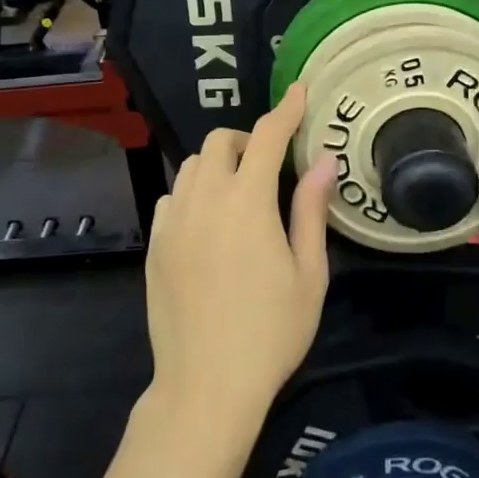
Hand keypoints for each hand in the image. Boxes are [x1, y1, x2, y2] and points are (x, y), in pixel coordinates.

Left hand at [144, 84, 337, 426]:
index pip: (267, 136)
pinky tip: (209, 222)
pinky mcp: (155, 245)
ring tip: (241, 192)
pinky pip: (173, 197)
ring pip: (192, 166)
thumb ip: (313, 210)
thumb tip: (324, 160)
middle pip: (220, 142)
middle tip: (271, 165)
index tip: (300, 92)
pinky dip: (194, 192)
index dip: (286, 110)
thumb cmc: (271, 332)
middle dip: (248, 139)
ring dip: (219, 164)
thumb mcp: (309, 273)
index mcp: (248, 202)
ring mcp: (173, 222)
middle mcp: (205, 200)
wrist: (206, 386)